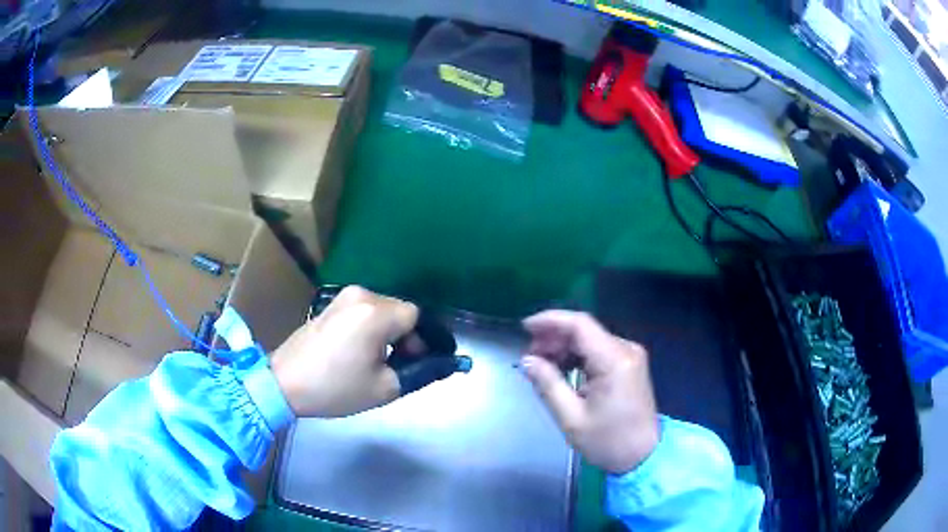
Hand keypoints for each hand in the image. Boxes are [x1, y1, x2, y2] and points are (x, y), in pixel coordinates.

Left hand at [271, 286, 417, 417]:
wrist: (284, 382)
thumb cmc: (335, 387)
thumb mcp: (385, 388)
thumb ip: (419, 372)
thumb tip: (439, 363)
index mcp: (375, 313)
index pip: (417, 316)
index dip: (424, 339)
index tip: (420, 362)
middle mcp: (361, 295)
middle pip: (399, 310)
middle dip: (406, 336)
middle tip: (401, 365)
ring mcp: (343, 296)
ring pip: (382, 310)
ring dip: (388, 332)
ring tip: (378, 360)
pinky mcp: (331, 304)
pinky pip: (364, 311)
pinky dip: (371, 328)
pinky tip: (360, 351)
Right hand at [521, 310, 659, 474]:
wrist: (642, 457)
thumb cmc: (607, 441)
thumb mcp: (571, 418)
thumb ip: (548, 384)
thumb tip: (527, 361)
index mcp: (615, 361)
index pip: (580, 325)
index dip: (550, 321)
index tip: (525, 328)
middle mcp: (626, 350)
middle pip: (585, 330)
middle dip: (554, 337)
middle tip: (530, 356)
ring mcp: (630, 356)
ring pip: (590, 339)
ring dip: (564, 347)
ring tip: (542, 365)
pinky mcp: (629, 365)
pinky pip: (599, 350)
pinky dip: (578, 356)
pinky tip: (562, 369)